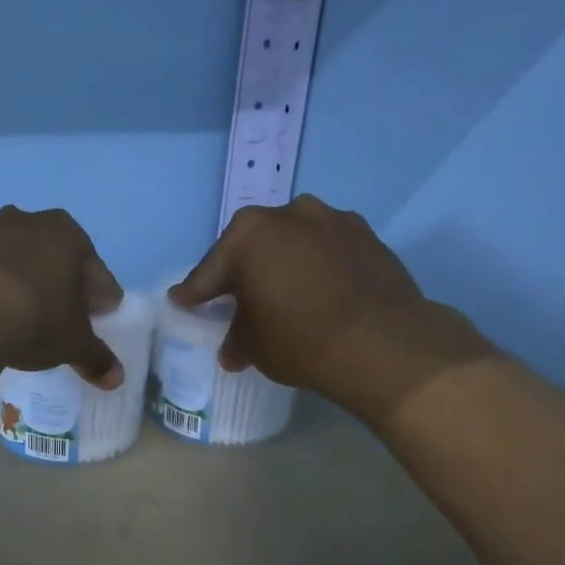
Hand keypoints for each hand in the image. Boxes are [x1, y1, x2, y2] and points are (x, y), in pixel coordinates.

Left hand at [0, 206, 125, 388]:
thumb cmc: (33, 319)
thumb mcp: (72, 343)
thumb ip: (96, 357)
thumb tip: (116, 378)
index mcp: (65, 234)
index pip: (94, 268)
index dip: (101, 295)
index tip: (101, 315)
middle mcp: (25, 221)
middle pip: (52, 256)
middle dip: (60, 283)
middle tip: (62, 315)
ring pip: (12, 259)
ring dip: (20, 282)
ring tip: (19, 316)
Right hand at [170, 195, 493, 417]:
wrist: (383, 343)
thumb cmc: (300, 340)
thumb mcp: (254, 346)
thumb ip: (238, 337)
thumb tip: (233, 349)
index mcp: (249, 235)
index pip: (211, 271)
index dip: (195, 292)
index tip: (182, 300)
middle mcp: (289, 215)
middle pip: (253, 246)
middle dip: (242, 271)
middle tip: (234, 298)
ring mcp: (333, 220)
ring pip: (294, 242)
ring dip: (284, 263)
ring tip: (283, 293)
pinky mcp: (367, 236)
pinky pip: (327, 250)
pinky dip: (317, 266)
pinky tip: (320, 291)